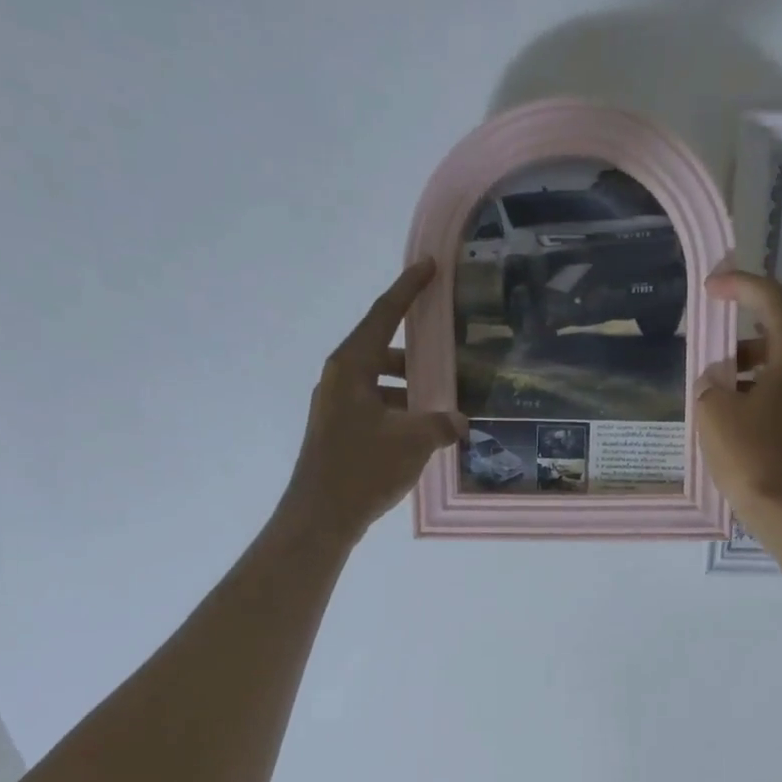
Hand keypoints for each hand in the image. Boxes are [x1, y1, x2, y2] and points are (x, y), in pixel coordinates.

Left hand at [279, 259, 467, 543]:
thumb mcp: (412, 442)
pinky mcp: (339, 430)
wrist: (321, 515)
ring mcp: (336, 405)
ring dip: (411, 386)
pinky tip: (423, 430)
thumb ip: (442, 424)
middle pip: (382, 348)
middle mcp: (340, 378)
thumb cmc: (363, 468)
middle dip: (417, 350)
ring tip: (444, 398)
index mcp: (352, 367)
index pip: (383, 315)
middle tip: (448, 349)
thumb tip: (460, 421)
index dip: (407, 290)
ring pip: (381, 382)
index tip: (428, 267)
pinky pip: (376, 406)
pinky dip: (400, 409)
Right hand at [697, 270, 781, 523]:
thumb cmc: (752, 457)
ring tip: (716, 400)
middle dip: (738, 342)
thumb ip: (710, 384)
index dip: (740, 286)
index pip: (771, 301)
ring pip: (780, 370)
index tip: (712, 289)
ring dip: (747, 374)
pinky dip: (759, 397)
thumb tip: (718, 380)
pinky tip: (736, 425)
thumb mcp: (715, 413)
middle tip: (709, 361)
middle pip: (777, 336)